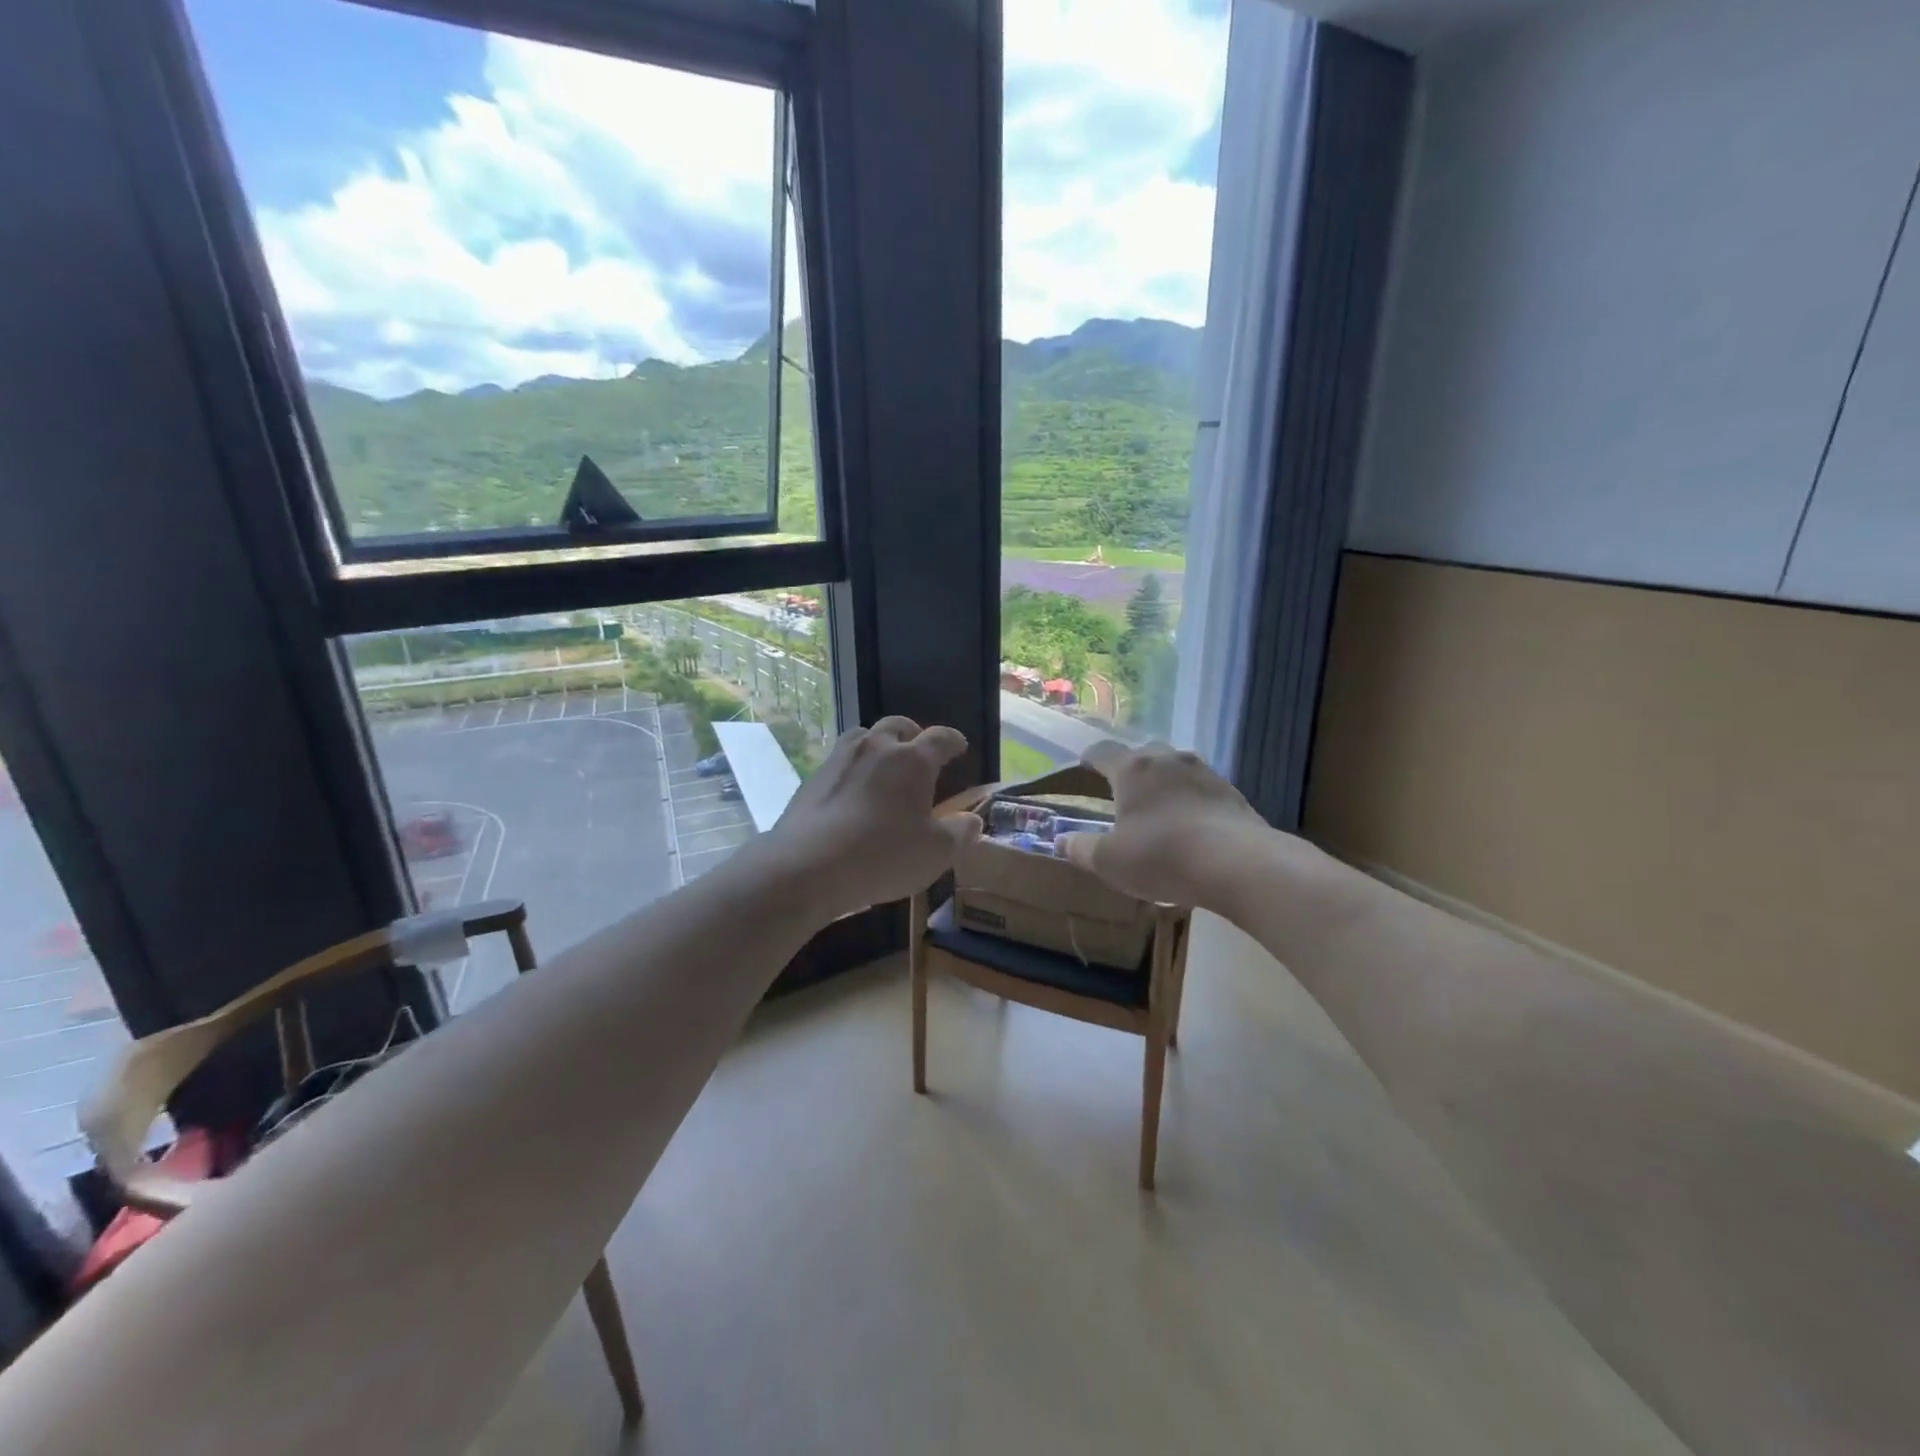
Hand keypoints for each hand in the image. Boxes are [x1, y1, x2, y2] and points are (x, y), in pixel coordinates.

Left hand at [762, 717, 981, 917]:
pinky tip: (852, 793)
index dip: (953, 741)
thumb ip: (960, 833)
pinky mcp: (812, 778)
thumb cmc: (883, 855)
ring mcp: (839, 759)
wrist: (808, 866)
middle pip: (898, 726)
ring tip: (883, 766)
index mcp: (912, 760)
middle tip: (919, 750)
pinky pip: (839, 762)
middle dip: (913, 735)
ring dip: (878, 745)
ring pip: (863, 737)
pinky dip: (852, 769)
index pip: (940, 738)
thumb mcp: (936, 853)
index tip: (959, 747)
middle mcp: (876, 748)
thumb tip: (973, 820)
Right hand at [1058, 741, 1271, 911]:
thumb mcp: (1110, 861)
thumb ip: (1081, 849)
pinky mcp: (1232, 794)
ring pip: (1176, 770)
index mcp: (1133, 769)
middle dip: (1131, 770)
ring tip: (1159, 811)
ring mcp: (1205, 773)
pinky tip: (1192, 828)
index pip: (1102, 751)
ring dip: (1165, 784)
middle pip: (1143, 754)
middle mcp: (1168, 760)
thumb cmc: (1161, 856)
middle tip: (1123, 795)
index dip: (1089, 759)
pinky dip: (1192, 802)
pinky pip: (1202, 790)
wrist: (1238, 864)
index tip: (1083, 768)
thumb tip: (1060, 841)